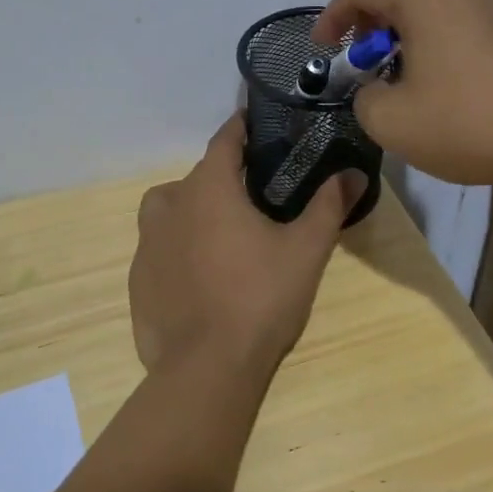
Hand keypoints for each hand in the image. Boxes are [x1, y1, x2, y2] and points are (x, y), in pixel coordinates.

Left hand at [129, 115, 363, 383]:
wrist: (206, 368)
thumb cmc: (260, 298)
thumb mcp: (305, 250)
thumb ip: (328, 206)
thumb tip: (355, 174)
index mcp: (208, 188)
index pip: (224, 140)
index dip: (241, 129)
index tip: (256, 123)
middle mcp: (170, 205)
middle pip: (199, 176)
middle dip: (225, 177)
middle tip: (256, 195)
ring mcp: (147, 242)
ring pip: (171, 209)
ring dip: (194, 209)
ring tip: (224, 233)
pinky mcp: (138, 278)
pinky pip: (160, 246)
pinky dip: (179, 247)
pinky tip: (202, 275)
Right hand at [314, 0, 492, 186]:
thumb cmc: (465, 123)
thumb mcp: (390, 121)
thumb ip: (364, 98)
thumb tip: (375, 90)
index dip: (333, 16)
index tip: (322, 47)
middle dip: (374, 8)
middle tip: (365, 48)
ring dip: (410, 18)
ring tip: (402, 62)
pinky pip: (464, 12)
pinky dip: (441, 29)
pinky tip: (444, 73)